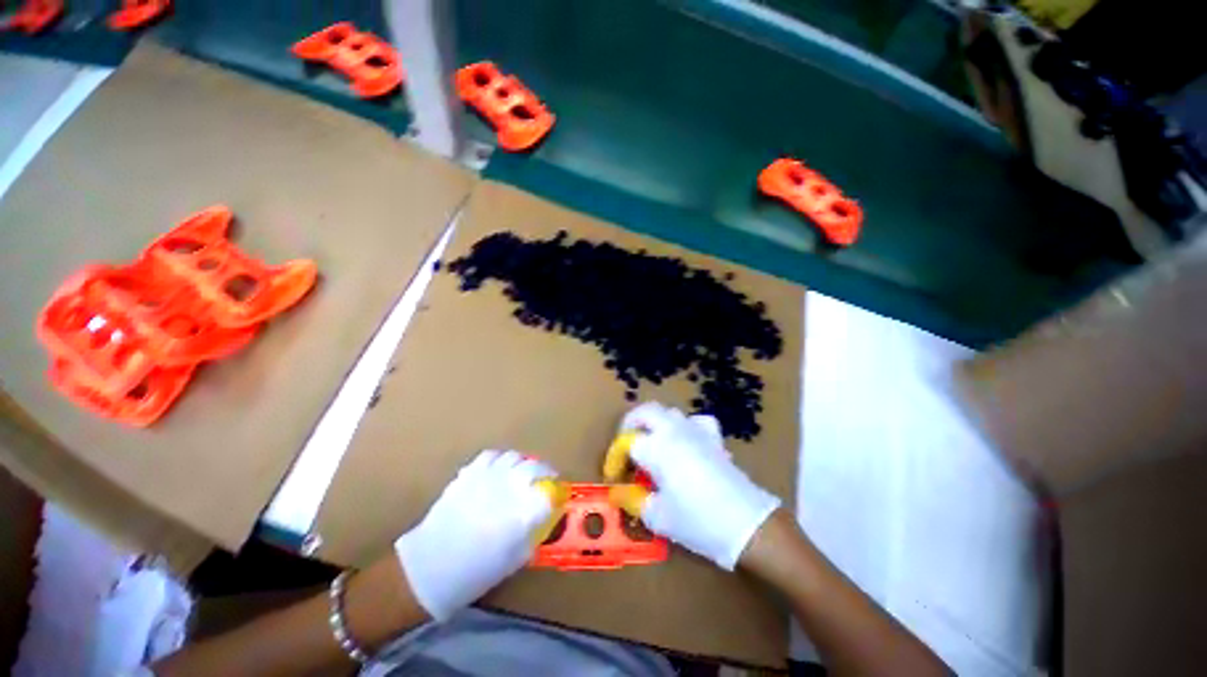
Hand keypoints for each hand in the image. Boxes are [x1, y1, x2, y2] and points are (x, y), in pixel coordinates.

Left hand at [394, 450, 558, 620]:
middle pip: (536, 468)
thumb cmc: (476, 571)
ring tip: (520, 474)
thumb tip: (544, 515)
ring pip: (514, 457)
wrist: (430, 566)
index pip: (552, 491)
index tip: (558, 495)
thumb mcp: (515, 559)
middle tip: (543, 482)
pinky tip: (497, 471)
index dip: (558, 491)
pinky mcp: (470, 472)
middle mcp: (510, 487)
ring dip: (522, 464)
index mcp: (524, 512)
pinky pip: (491, 455)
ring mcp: (488, 476)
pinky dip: (499, 460)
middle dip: (544, 473)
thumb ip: (534, 532)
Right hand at [606, 402, 779, 569]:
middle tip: (627, 444)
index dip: (616, 458)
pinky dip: (687, 427)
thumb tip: (621, 493)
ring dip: (656, 424)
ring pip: (669, 413)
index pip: (627, 443)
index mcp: (656, 447)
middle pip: (645, 412)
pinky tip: (687, 441)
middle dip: (631, 424)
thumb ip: (635, 501)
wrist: (746, 524)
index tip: (615, 476)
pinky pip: (697, 422)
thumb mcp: (658, 517)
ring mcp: (696, 431)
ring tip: (653, 444)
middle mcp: (673, 431)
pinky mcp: (714, 438)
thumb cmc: (696, 520)